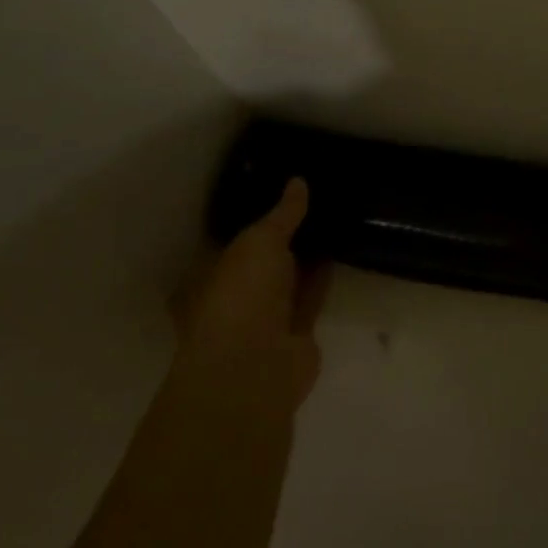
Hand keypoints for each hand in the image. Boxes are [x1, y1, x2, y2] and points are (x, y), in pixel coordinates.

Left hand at [175, 178, 326, 410]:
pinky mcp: (295, 334)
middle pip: (260, 262)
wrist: (256, 366)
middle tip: (310, 201)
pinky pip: (310, 297)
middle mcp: (233, 298)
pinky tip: (339, 250)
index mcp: (208, 276)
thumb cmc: (240, 295)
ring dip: (305, 257)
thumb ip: (282, 214)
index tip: (275, 191)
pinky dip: (322, 278)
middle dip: (282, 238)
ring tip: (330, 219)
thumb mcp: (260, 241)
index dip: (252, 219)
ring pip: (287, 280)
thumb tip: (298, 182)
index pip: (229, 241)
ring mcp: (264, 319)